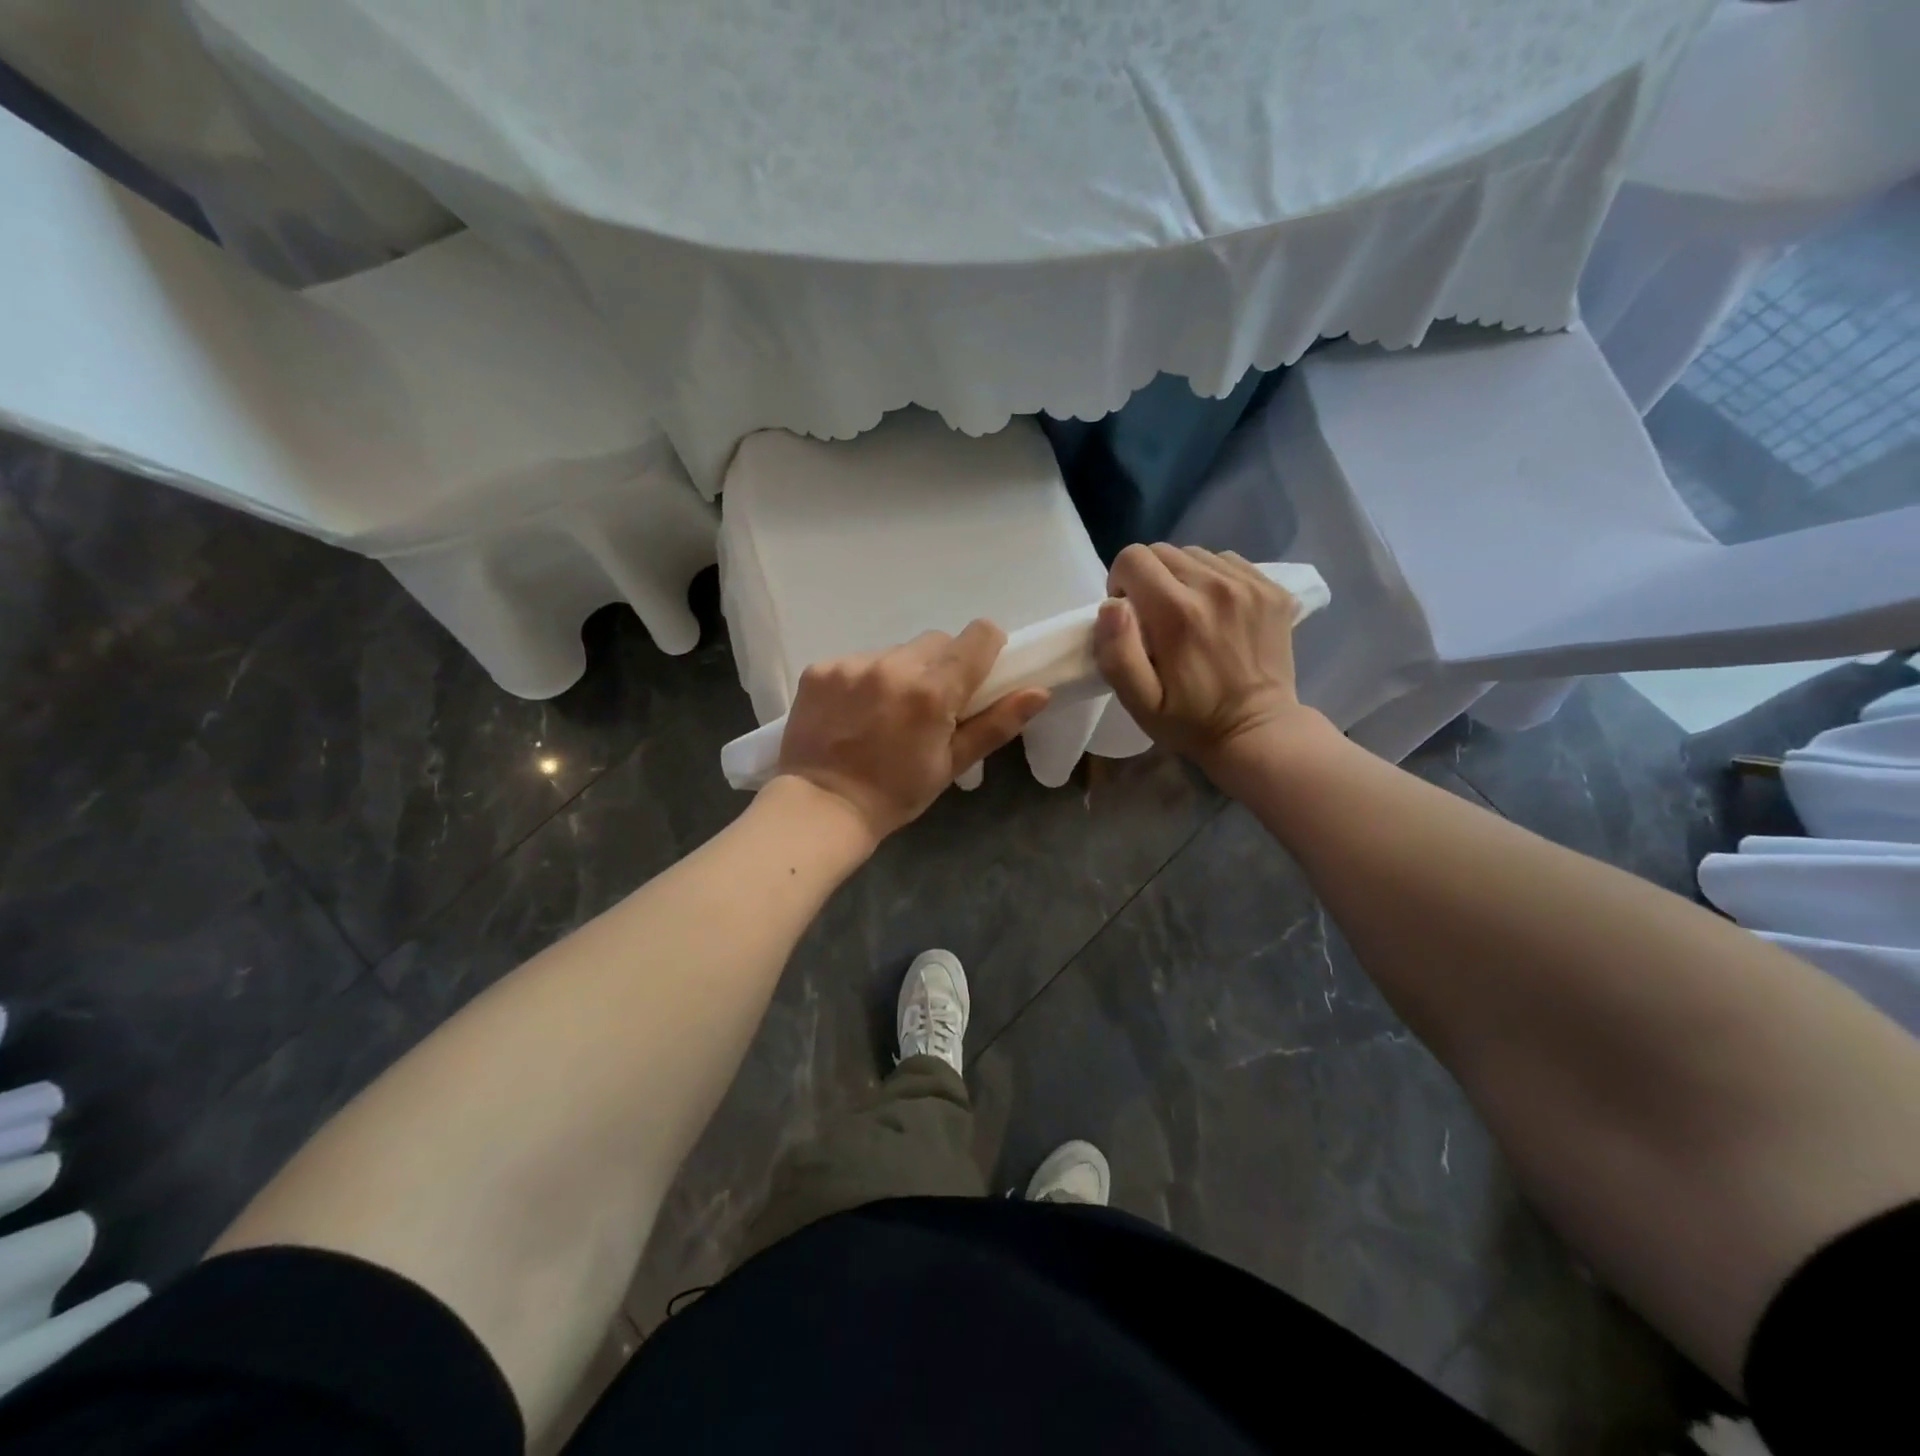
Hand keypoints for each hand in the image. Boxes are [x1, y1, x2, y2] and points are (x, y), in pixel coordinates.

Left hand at [774, 621, 1049, 844]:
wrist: (822, 807)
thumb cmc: (896, 793)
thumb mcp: (952, 764)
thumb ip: (996, 724)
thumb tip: (1040, 691)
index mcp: (933, 691)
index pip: (978, 635)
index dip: (986, 648)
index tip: (978, 671)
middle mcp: (894, 666)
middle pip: (936, 641)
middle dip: (940, 666)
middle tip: (927, 705)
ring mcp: (852, 664)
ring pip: (895, 651)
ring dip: (899, 672)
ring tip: (884, 712)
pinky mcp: (820, 668)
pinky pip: (857, 660)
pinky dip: (862, 679)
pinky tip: (853, 712)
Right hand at [1094, 543, 1325, 777]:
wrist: (1257, 732)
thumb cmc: (1190, 721)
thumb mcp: (1139, 701)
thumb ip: (1117, 652)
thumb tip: (1111, 605)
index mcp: (1176, 612)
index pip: (1133, 559)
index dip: (1121, 584)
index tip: (1131, 616)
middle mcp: (1214, 587)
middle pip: (1163, 551)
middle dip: (1149, 579)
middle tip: (1156, 618)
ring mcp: (1250, 585)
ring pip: (1196, 554)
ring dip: (1182, 577)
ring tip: (1188, 614)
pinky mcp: (1273, 589)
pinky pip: (1229, 561)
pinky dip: (1214, 578)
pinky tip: (1216, 610)